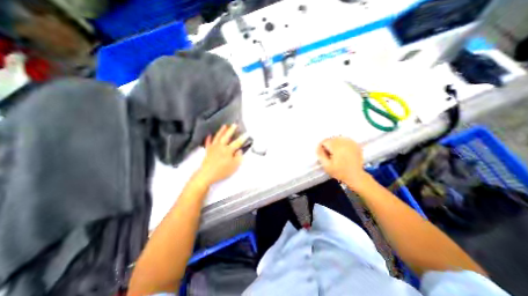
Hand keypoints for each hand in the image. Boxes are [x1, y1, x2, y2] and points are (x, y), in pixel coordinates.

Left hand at [195, 124, 248, 185]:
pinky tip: (209, 135)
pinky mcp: (208, 150)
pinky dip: (209, 138)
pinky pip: (208, 142)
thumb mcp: (234, 166)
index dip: (243, 138)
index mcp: (228, 150)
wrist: (207, 174)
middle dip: (231, 130)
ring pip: (217, 137)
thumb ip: (238, 157)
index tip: (247, 134)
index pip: (237, 143)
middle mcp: (221, 146)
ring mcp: (213, 147)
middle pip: (227, 136)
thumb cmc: (222, 171)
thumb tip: (240, 151)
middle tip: (234, 124)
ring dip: (221, 131)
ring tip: (224, 126)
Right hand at [315, 137, 368, 190]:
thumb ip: (320, 155)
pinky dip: (342, 144)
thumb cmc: (340, 172)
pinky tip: (342, 152)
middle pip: (331, 139)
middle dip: (328, 145)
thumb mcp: (326, 165)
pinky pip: (345, 140)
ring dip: (334, 144)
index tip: (322, 154)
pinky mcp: (355, 145)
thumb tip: (318, 147)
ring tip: (335, 153)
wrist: (355, 176)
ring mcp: (351, 142)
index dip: (321, 147)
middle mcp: (344, 142)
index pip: (325, 141)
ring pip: (338, 139)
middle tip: (328, 154)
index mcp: (336, 146)